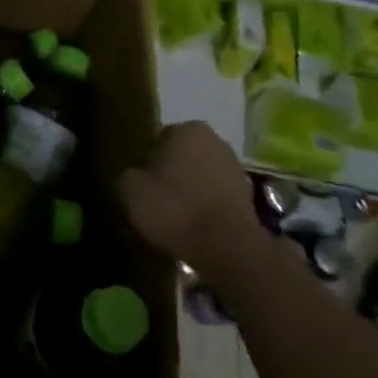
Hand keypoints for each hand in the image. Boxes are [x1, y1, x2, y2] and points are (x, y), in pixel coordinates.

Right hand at [117, 121, 265, 275]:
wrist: (226, 248)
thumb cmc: (174, 208)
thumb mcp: (130, 190)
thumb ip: (128, 174)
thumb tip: (135, 176)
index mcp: (187, 129)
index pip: (159, 139)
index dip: (147, 162)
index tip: (141, 184)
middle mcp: (216, 140)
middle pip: (183, 156)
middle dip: (171, 173)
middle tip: (156, 199)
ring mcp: (236, 168)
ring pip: (201, 176)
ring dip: (190, 191)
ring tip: (175, 217)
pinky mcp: (249, 197)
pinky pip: (216, 197)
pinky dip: (206, 208)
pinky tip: (194, 227)